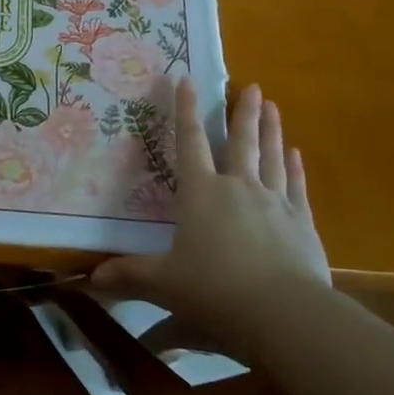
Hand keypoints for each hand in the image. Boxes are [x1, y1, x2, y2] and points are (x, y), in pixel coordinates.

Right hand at [91, 79, 330, 358]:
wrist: (285, 314)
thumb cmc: (215, 291)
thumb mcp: (164, 284)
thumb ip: (129, 276)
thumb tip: (91, 278)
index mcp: (201, 193)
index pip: (189, 143)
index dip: (186, 110)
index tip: (187, 80)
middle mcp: (238, 188)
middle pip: (240, 142)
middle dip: (242, 112)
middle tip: (251, 86)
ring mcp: (274, 203)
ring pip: (271, 157)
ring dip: (270, 130)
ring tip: (272, 105)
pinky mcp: (302, 224)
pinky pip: (297, 187)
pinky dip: (295, 168)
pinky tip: (296, 153)